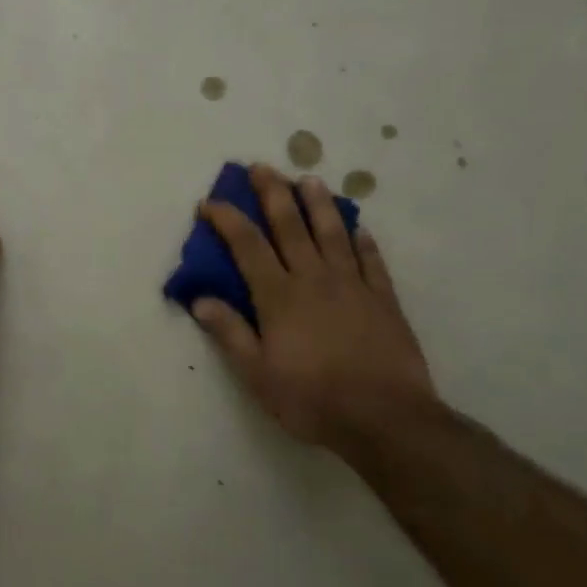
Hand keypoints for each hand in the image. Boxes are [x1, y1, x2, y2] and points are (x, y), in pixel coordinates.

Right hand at [192, 165, 438, 450]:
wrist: (386, 419)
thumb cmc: (313, 399)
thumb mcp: (258, 375)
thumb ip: (230, 333)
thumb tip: (200, 299)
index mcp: (279, 296)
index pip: (247, 246)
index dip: (227, 220)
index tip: (210, 203)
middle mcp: (313, 279)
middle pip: (290, 226)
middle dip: (272, 193)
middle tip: (261, 167)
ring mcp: (352, 286)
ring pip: (331, 233)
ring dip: (318, 204)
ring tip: (309, 179)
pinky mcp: (383, 300)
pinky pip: (371, 262)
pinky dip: (363, 242)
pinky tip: (358, 228)